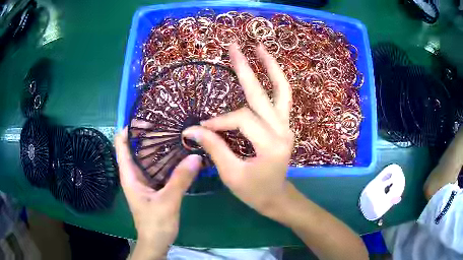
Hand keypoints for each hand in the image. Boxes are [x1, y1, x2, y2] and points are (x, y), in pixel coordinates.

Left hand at [115, 129, 201, 258]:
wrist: (156, 241)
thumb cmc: (155, 224)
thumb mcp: (168, 201)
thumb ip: (180, 179)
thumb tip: (196, 156)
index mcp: (129, 175)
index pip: (121, 144)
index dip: (129, 128)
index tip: (146, 119)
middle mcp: (134, 173)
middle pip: (135, 146)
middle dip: (147, 133)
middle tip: (167, 122)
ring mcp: (144, 179)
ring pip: (147, 156)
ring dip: (157, 145)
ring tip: (174, 132)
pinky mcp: (153, 185)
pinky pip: (157, 166)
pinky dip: (165, 158)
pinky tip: (179, 153)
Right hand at [183, 43, 293, 218]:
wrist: (276, 197)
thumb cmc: (254, 192)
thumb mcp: (232, 174)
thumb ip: (214, 148)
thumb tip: (192, 130)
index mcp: (271, 145)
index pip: (241, 120)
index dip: (219, 122)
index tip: (202, 129)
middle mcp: (283, 130)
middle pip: (262, 94)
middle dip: (245, 69)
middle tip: (233, 46)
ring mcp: (286, 126)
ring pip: (282, 90)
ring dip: (270, 68)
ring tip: (259, 48)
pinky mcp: (284, 125)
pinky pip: (282, 98)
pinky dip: (275, 81)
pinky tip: (267, 69)